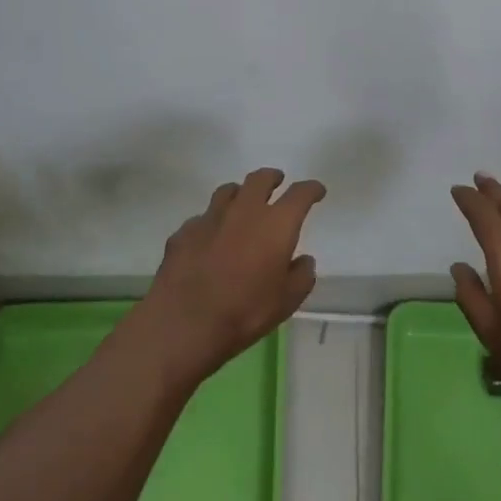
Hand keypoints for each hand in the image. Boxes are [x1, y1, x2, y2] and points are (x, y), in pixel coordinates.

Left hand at [134, 168, 324, 387]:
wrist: (183, 323)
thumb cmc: (244, 312)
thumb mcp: (286, 302)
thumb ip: (301, 276)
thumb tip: (303, 260)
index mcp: (276, 224)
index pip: (300, 194)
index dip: (311, 189)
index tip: (317, 191)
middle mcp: (244, 210)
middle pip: (260, 179)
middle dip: (272, 178)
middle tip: (277, 183)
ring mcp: (210, 218)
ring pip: (228, 191)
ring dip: (240, 193)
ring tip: (243, 204)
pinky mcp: (184, 231)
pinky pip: (203, 218)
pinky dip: (213, 223)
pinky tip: (210, 240)